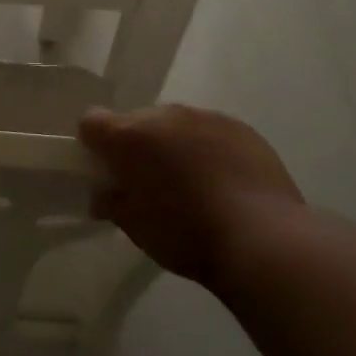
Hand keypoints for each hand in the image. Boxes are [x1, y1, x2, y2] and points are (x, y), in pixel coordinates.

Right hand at [78, 105, 304, 286]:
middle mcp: (165, 116)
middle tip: (149, 183)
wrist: (264, 240)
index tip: (105, 170)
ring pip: (175, 125)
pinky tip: (222, 182)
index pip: (92, 122)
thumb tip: (104, 195)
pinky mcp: (241, 128)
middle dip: (137, 146)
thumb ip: (112, 202)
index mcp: (130, 136)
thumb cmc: (186, 235)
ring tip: (191, 184)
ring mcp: (206, 117)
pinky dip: (207, 149)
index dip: (93, 144)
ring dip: (173, 145)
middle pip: (136, 121)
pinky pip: (210, 132)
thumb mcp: (135, 227)